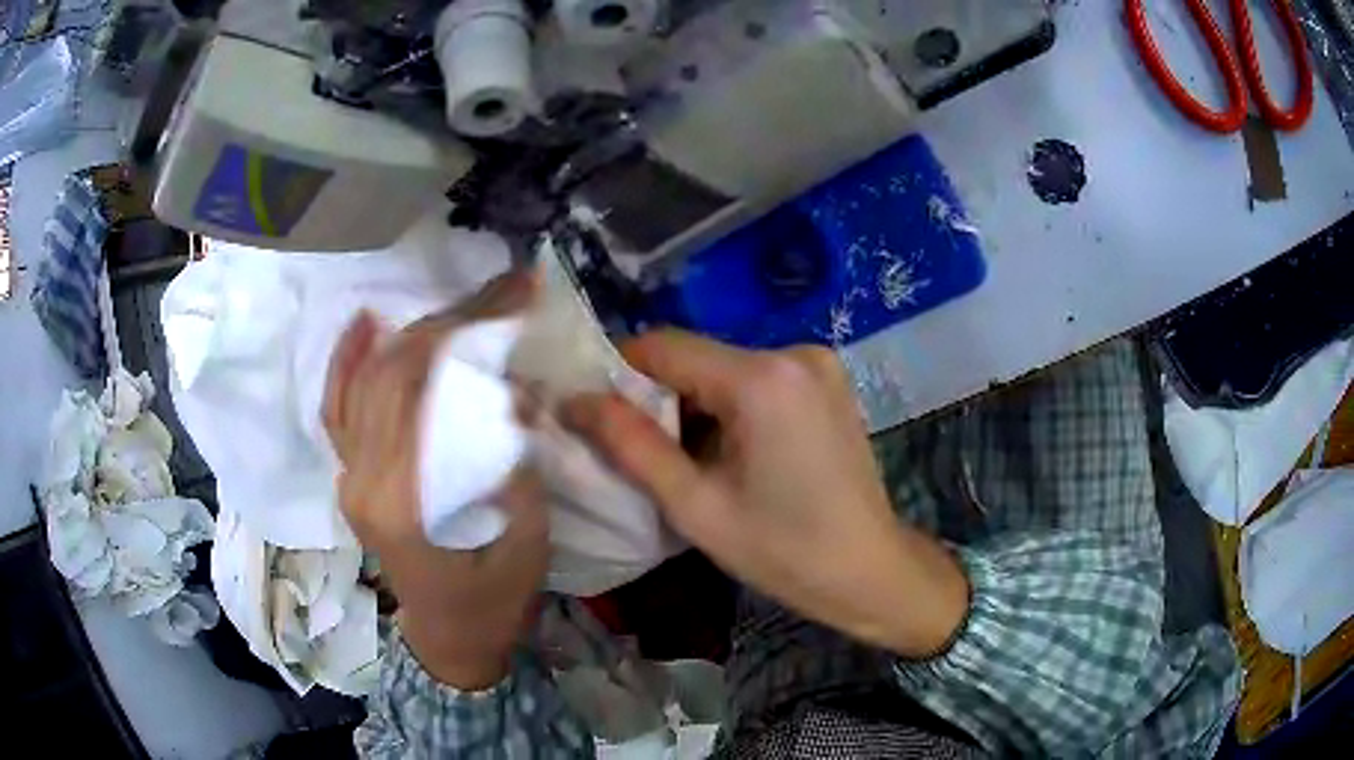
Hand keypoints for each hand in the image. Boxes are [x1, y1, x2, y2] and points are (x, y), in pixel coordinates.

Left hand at [323, 272, 547, 689]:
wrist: (450, 636)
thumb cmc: (494, 598)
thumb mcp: (526, 538)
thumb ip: (515, 463)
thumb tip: (514, 390)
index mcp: (405, 499)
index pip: (428, 387)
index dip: (469, 332)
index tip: (514, 296)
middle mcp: (363, 479)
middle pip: (394, 374)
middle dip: (447, 323)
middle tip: (498, 291)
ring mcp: (348, 477)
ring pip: (366, 381)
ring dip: (411, 332)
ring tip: (455, 303)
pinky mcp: (349, 477)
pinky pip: (338, 409)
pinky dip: (347, 362)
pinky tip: (364, 323)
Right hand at [563, 330, 968, 657]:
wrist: (870, 571)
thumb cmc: (783, 551)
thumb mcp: (696, 506)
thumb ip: (631, 446)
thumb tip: (575, 400)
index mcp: (761, 378)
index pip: (662, 346)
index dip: (619, 375)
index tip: (598, 416)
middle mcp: (793, 352)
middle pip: (696, 357)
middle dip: (660, 398)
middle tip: (647, 456)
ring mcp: (817, 363)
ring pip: (724, 368)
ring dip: (695, 406)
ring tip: (694, 464)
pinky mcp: (827, 381)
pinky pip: (756, 379)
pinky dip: (731, 407)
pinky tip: (736, 456)